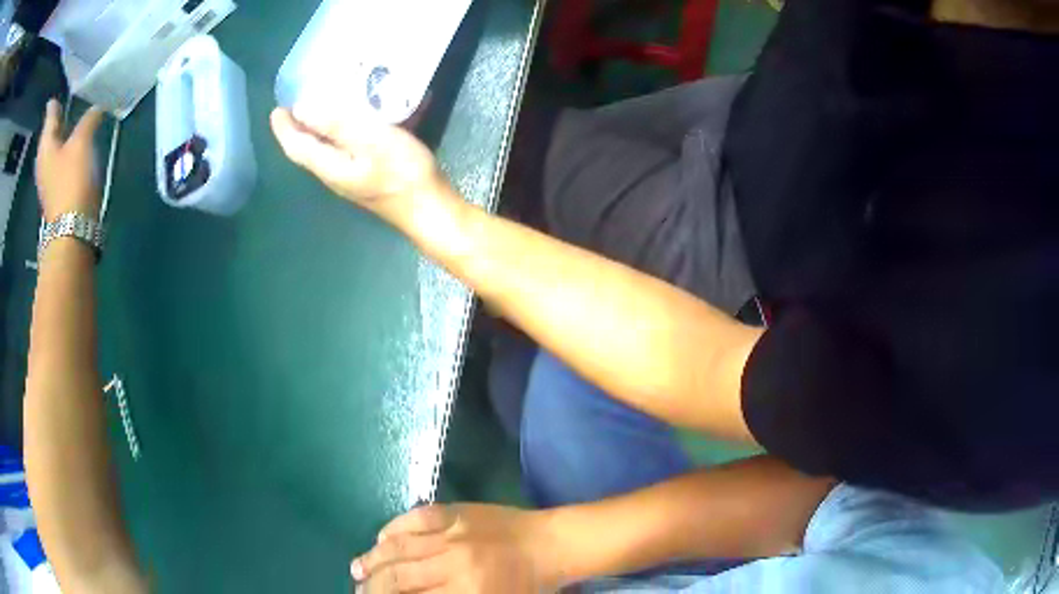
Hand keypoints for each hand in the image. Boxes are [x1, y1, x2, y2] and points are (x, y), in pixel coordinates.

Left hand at [36, 100, 103, 221]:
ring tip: (71, 126)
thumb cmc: (72, 180)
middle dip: (57, 121)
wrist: (72, 230)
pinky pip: (60, 165)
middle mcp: (44, 161)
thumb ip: (89, 120)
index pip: (50, 116)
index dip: (54, 105)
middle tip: (63, 107)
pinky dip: (66, 154)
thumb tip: (96, 108)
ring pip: (55, 150)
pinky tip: (74, 152)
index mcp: (46, 145)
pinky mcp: (56, 192)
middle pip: (51, 135)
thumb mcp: (82, 142)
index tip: (56, 96)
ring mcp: (48, 179)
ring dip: (63, 138)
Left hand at [270, 104, 448, 226]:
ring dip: (320, 130)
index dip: (285, 128)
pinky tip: (359, 121)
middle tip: (297, 103)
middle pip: (309, 149)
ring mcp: (353, 177)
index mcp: (329, 166)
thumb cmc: (403, 174)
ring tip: (324, 106)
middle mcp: (335, 173)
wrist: (430, 210)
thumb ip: (337, 124)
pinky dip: (343, 133)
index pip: (297, 146)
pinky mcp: (369, 176)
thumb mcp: (371, 141)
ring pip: (327, 150)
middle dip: (299, 128)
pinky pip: (346, 150)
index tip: (277, 108)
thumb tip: (303, 109)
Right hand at [352, 504, 560, 593]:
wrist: (550, 544)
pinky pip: (415, 517)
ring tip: (356, 569)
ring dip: (373, 559)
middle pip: (398, 577)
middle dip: (373, 586)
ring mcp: (453, 534)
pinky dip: (393, 528)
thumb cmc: (527, 584)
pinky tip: (380, 538)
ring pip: (399, 547)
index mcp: (468, 592)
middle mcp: (453, 563)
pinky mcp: (456, 512)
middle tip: (359, 590)